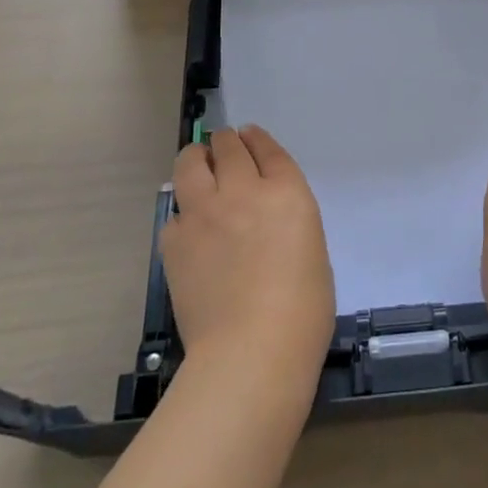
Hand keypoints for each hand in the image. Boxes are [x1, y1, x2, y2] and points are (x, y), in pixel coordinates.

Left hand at [163, 126, 335, 386]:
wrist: (250, 351)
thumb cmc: (302, 312)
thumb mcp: (312, 250)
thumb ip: (288, 222)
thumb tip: (267, 224)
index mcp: (286, 192)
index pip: (267, 149)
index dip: (256, 139)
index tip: (248, 136)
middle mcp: (244, 189)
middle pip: (228, 146)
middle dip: (225, 143)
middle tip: (223, 149)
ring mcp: (204, 212)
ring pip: (191, 162)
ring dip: (196, 159)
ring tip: (197, 166)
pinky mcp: (175, 240)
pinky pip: (174, 213)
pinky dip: (182, 214)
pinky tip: (188, 229)